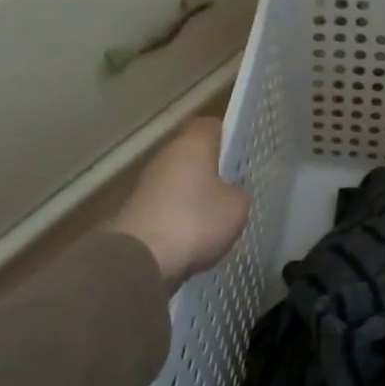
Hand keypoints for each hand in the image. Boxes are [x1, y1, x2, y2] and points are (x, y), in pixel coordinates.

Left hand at [109, 118, 248, 287]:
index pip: (213, 126)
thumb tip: (230, 193)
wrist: (142, 259)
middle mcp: (167, 155)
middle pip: (194, 153)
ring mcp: (148, 183)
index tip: (245, 154)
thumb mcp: (237, 207)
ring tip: (219, 213)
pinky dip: (182, 214)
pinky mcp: (139, 210)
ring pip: (181, 179)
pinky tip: (197, 233)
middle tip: (237, 185)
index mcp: (192, 143)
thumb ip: (238, 192)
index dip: (231, 137)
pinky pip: (169, 204)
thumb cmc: (196, 221)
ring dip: (196, 193)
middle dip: (214, 168)